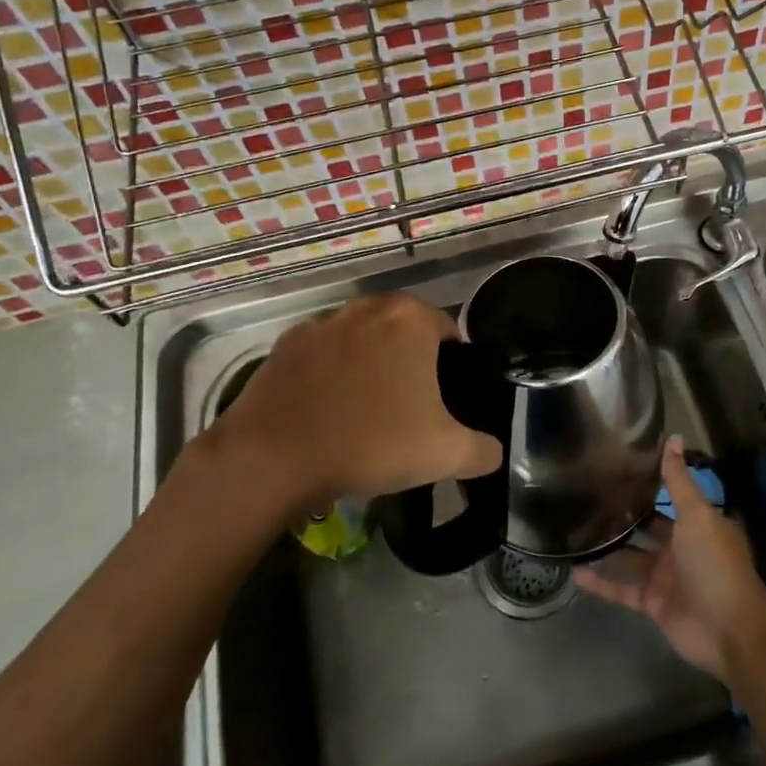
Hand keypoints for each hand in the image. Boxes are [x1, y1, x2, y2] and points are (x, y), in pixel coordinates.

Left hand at [187, 293, 503, 518]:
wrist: (273, 457)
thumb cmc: (371, 443)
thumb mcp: (445, 455)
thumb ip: (484, 450)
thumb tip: (492, 452)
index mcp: (412, 320)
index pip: (449, 331)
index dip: (452, 366)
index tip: (443, 402)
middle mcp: (368, 307)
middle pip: (404, 331)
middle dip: (410, 362)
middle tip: (409, 408)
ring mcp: (322, 322)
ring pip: (362, 339)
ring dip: (370, 364)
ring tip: (366, 411)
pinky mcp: (286, 343)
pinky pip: (323, 353)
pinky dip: (331, 373)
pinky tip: (326, 410)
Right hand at [573, 436, 765, 680]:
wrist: (729, 629)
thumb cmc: (715, 563)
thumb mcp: (697, 515)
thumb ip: (679, 480)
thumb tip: (673, 437)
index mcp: (696, 524)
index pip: (669, 498)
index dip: (647, 484)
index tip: (617, 467)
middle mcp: (680, 547)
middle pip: (647, 528)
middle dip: (623, 515)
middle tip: (587, 496)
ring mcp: (665, 577)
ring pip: (629, 558)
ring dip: (606, 548)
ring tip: (574, 530)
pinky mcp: (651, 603)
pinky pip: (621, 589)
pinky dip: (600, 583)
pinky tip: (574, 572)